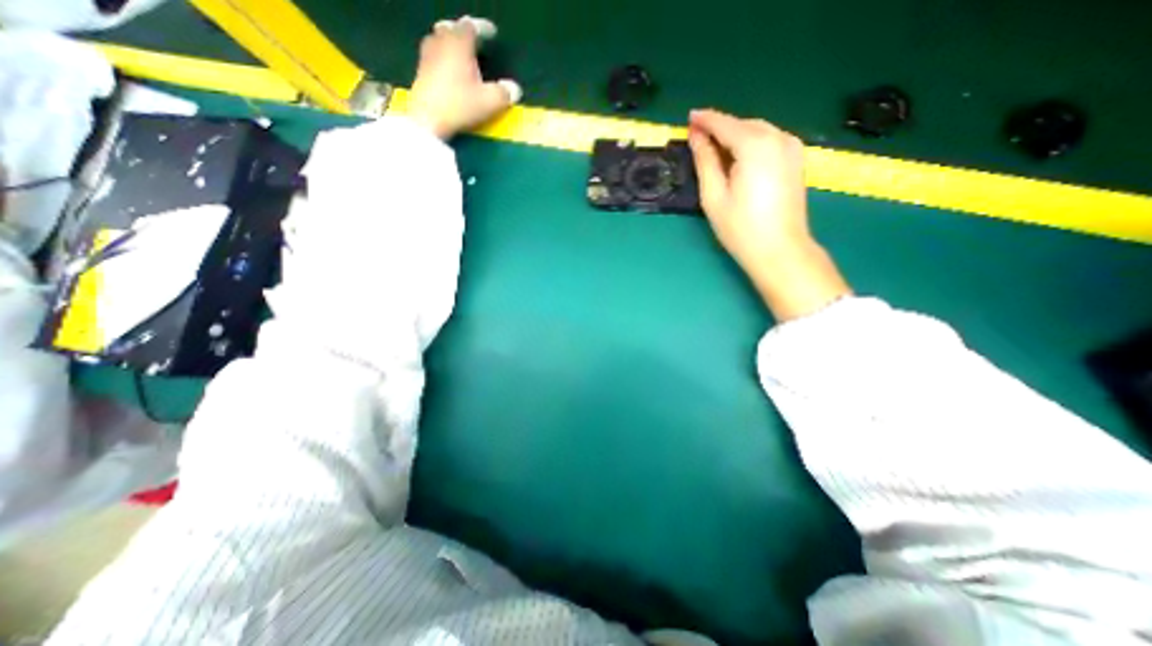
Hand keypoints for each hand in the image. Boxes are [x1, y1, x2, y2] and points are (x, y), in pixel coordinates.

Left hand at [404, 14, 522, 139]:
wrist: (428, 120)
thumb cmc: (460, 106)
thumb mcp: (489, 102)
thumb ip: (504, 93)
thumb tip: (515, 89)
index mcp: (459, 44)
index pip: (471, 27)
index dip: (483, 29)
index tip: (492, 34)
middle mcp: (441, 43)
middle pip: (452, 29)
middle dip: (464, 34)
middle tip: (475, 43)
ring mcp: (427, 56)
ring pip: (439, 40)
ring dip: (451, 44)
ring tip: (461, 55)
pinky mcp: (420, 72)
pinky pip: (433, 55)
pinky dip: (443, 57)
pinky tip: (448, 70)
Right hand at [688, 109, 803, 268]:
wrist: (780, 249)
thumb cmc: (740, 228)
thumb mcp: (714, 196)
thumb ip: (705, 162)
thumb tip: (696, 137)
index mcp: (755, 146)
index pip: (725, 124)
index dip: (705, 120)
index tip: (689, 118)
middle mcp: (778, 138)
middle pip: (742, 124)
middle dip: (720, 127)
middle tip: (698, 137)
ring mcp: (791, 147)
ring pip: (757, 130)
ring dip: (734, 135)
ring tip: (714, 148)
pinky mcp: (796, 159)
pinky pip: (768, 140)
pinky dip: (750, 142)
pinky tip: (738, 157)